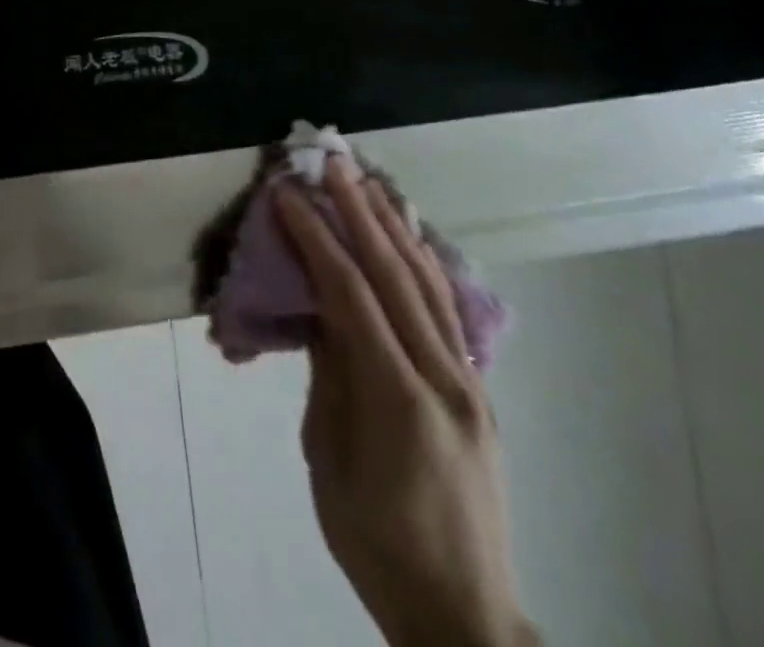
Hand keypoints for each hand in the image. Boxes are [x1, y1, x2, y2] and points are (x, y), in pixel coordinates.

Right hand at [275, 158, 536, 646]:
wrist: (461, 613)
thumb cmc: (373, 541)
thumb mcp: (329, 457)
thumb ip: (329, 372)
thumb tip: (318, 308)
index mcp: (399, 399)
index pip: (351, 295)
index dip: (316, 238)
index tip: (287, 194)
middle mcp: (445, 379)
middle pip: (396, 275)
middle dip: (359, 212)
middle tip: (332, 163)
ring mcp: (470, 382)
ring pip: (428, 284)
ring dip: (393, 225)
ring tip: (367, 181)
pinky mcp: (476, 389)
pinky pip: (445, 309)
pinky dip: (420, 261)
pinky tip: (407, 236)